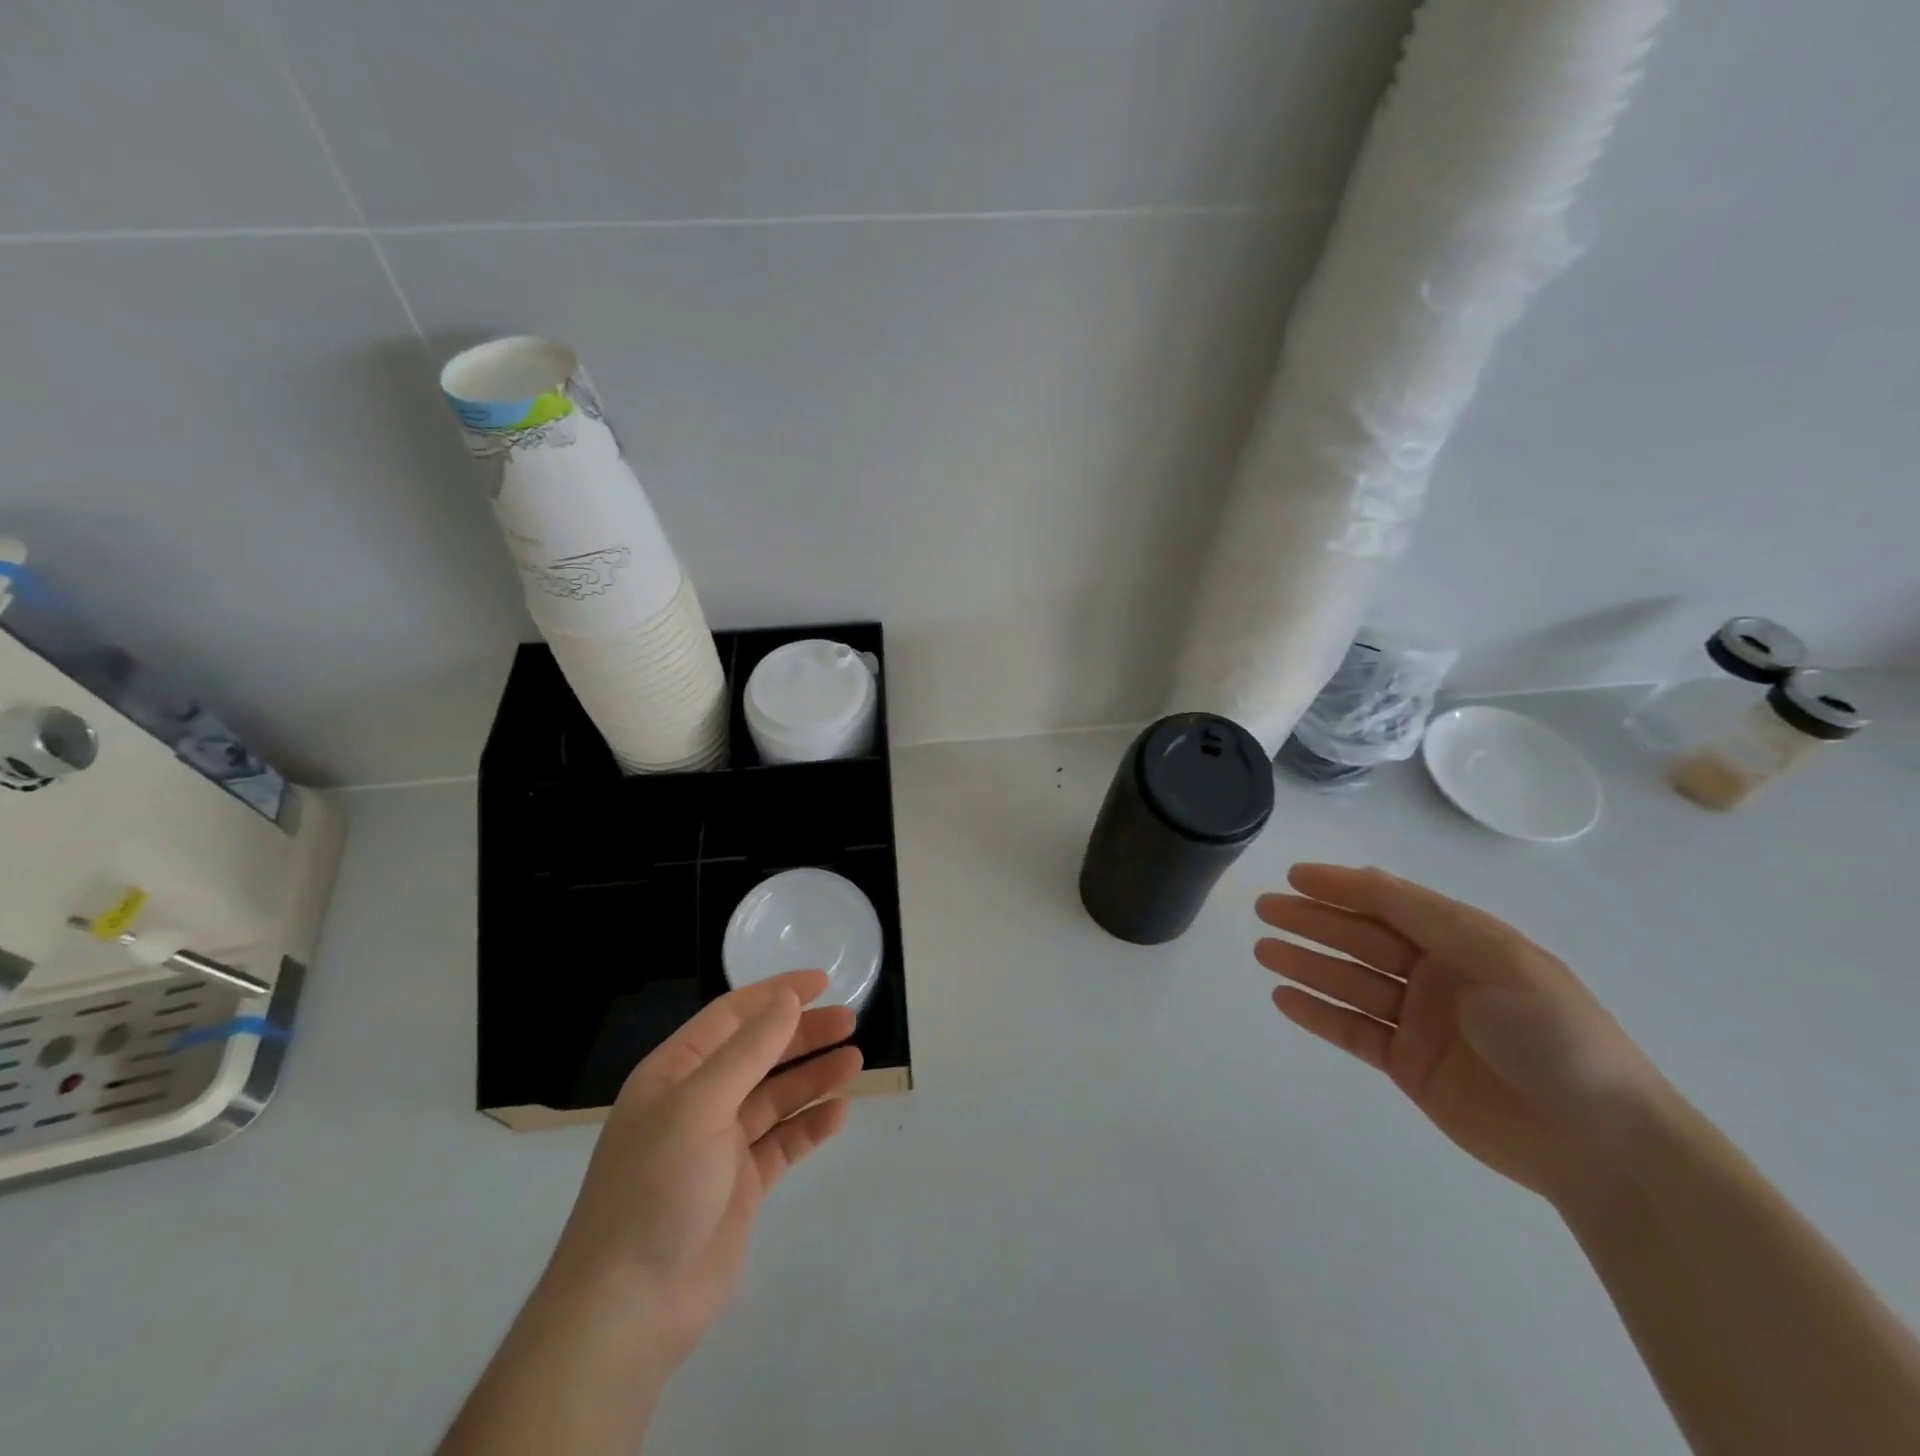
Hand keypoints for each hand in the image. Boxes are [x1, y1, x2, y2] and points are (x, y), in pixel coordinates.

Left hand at [547, 970, 862, 1368]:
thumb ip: (748, 1051)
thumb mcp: (699, 1106)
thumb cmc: (656, 1189)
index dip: (776, 994)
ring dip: (814, 1077)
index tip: (822, 982)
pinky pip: (783, 1141)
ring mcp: (719, 1146)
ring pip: (776, 1096)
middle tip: (850, 1021)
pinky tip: (839, 1113)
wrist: (628, 1310)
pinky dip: (810, 1125)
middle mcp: (697, 1102)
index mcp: (675, 1073)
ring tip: (856, 1061)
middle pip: (759, 1053)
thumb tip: (787, 1000)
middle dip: (803, 1034)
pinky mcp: (741, 1185)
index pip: (732, 1016)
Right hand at [1256, 864, 1666, 1205]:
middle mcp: (1437, 974)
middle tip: (1264, 909)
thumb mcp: (1494, 955)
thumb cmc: (1552, 1033)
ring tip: (1263, 950)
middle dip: (1313, 921)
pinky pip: (1353, 1030)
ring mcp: (1420, 1021)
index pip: (1390, 902)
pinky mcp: (1408, 1065)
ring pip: (1350, 982)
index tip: (1294, 877)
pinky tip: (1283, 997)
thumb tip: (1362, 878)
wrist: (1600, 1143)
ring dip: (1306, 963)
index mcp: (1464, 941)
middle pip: (1362, 939)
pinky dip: (1317, 1013)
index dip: (1342, 886)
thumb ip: (1423, 915)